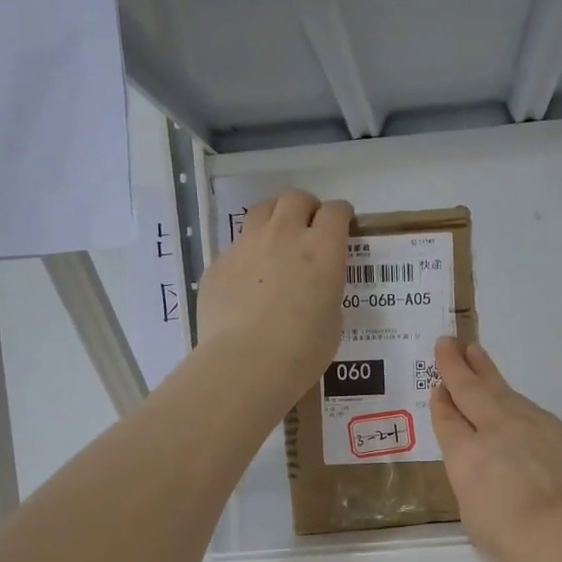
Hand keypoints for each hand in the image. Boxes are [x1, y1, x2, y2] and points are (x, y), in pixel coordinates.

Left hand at [196, 190, 352, 417]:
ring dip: (274, 218)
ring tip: (275, 240)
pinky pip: (236, 247)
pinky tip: (247, 283)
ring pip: (261, 211)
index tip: (343, 225)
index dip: (342, 215)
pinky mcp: (219, 263)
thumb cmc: (303, 349)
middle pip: (296, 199)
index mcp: (323, 249)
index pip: (336, 212)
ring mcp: (247, 245)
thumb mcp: (332, 320)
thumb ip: (326, 292)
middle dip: (306, 208)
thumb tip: (313, 289)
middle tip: (309, 227)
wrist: (247, 362)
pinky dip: (247, 256)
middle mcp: (285, 235)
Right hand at [430, 337, 561, 561]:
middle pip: (473, 390)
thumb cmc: (516, 544)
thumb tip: (482, 461)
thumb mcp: (475, 516)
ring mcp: (536, 426)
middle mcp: (498, 430)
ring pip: (507, 394)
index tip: (437, 385)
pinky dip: (522, 408)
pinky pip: (537, 415)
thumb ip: (473, 480)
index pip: (448, 419)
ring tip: (478, 356)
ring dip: (489, 374)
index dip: (441, 401)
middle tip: (449, 344)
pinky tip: (520, 411)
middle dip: (458, 366)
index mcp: (467, 456)